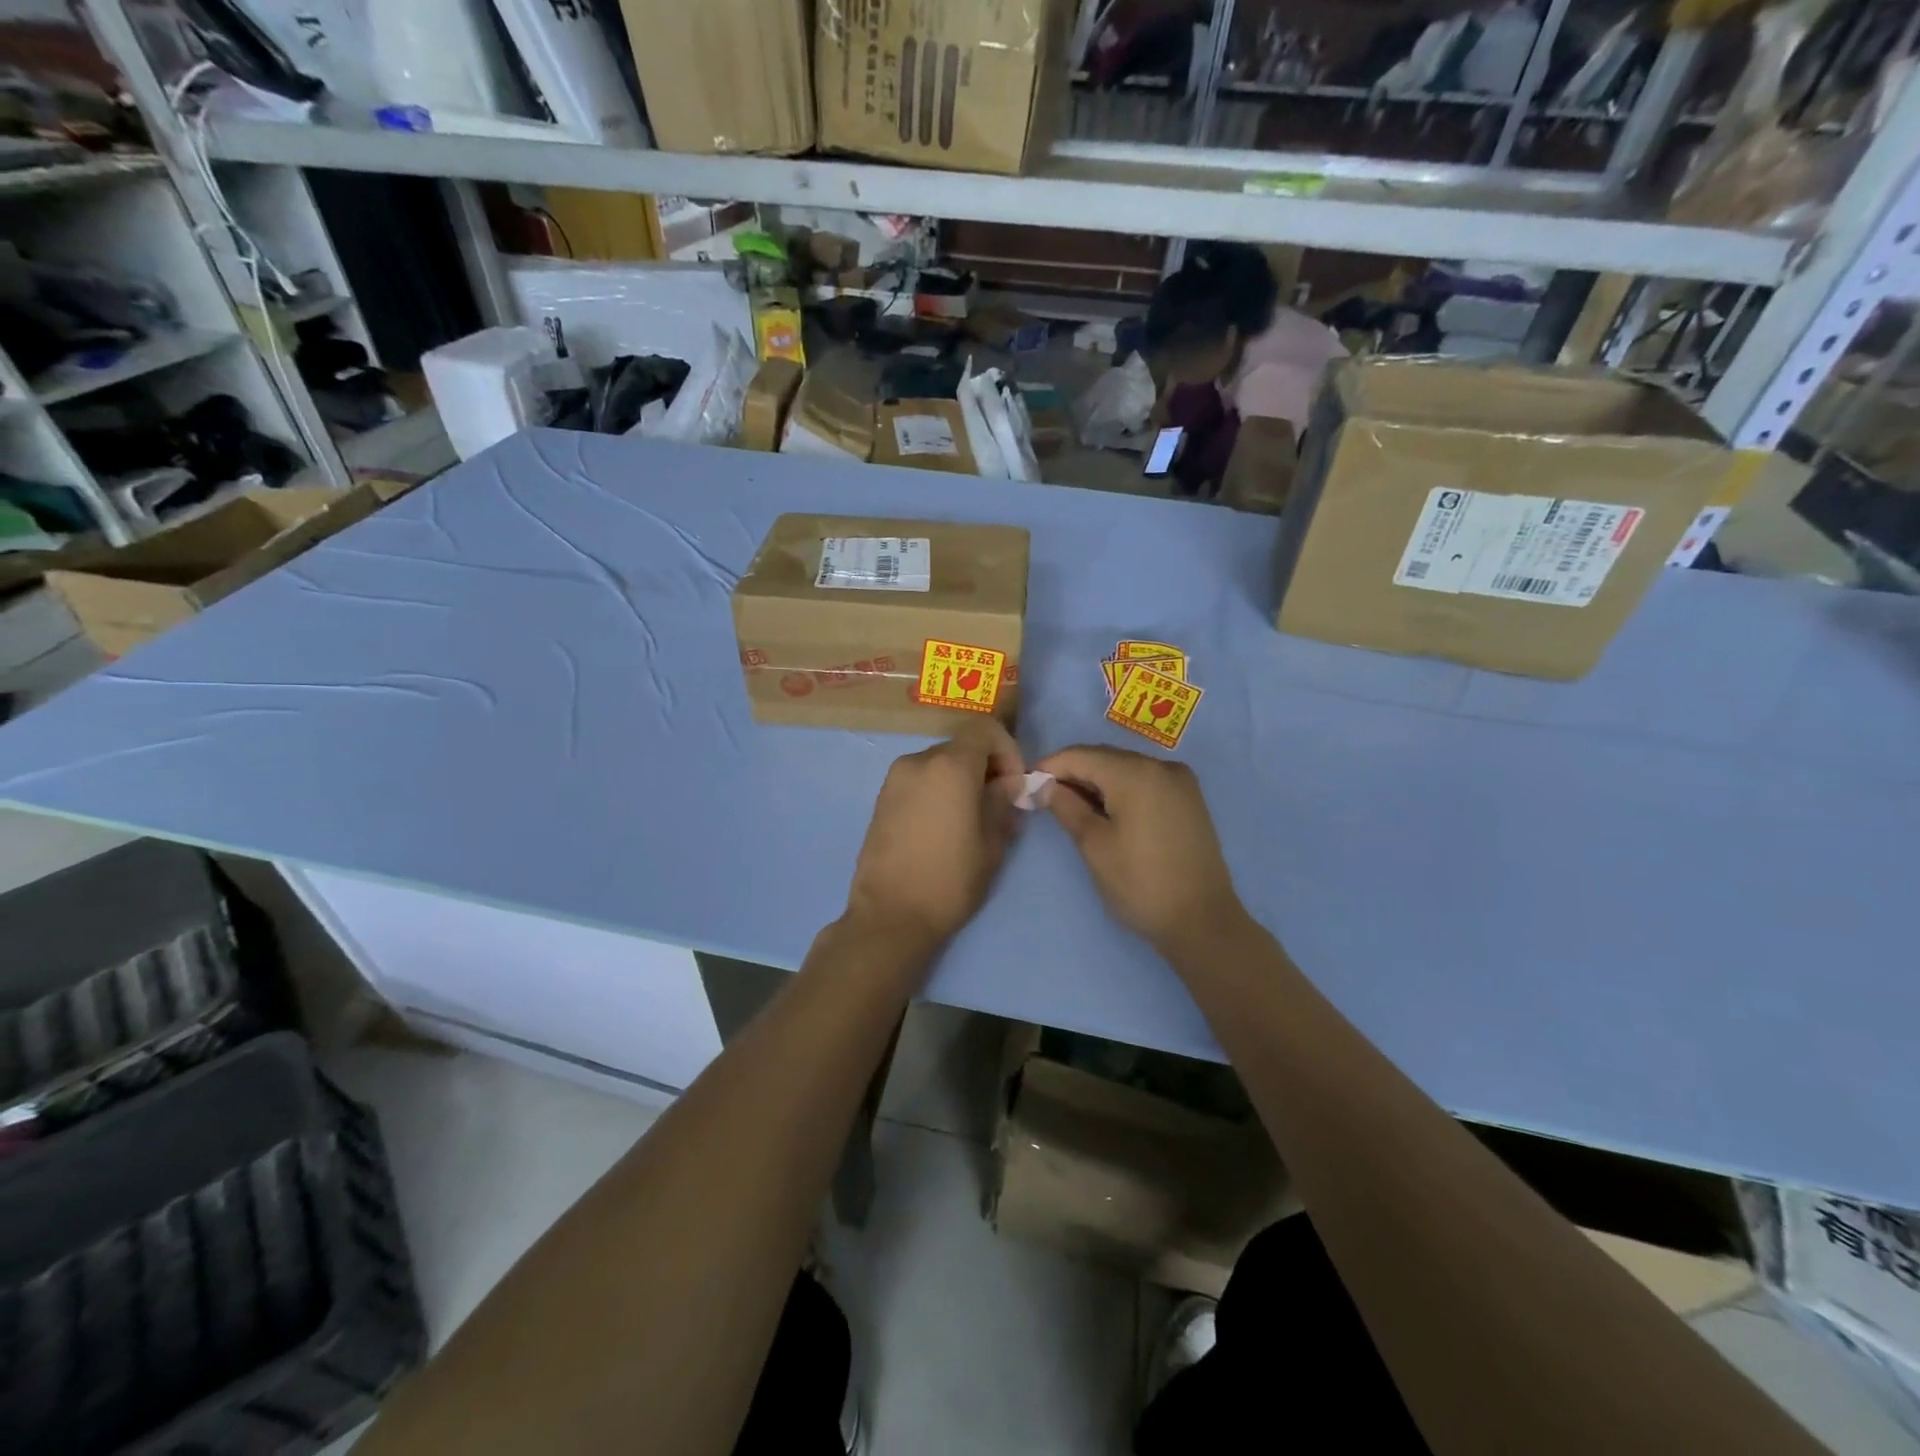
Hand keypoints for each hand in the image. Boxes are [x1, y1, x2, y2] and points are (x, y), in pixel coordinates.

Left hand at [844, 720, 1024, 951]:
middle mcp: (918, 762)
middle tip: (998, 804)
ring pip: (938, 765)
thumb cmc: (949, 880)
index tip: (1014, 782)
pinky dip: (937, 790)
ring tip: (971, 819)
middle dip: (985, 767)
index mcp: (950, 766)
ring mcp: (894, 780)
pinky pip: (918, 781)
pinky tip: (943, 827)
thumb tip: (1007, 784)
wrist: (890, 916)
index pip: (984, 730)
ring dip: (960, 780)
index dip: (1007, 749)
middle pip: (960, 747)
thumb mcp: (990, 844)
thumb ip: (1001, 803)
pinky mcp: (881, 800)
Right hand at [1036, 745, 1248, 956]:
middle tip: (1044, 799)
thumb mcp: (1094, 846)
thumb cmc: (1140, 884)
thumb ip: (1066, 807)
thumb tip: (1042, 786)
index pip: (1080, 755)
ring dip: (1096, 782)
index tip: (1026, 785)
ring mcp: (1180, 781)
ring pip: (1125, 768)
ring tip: (1072, 808)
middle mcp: (1161, 766)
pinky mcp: (1189, 799)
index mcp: (1136, 773)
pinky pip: (1145, 782)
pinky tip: (1106, 812)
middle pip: (1105, 757)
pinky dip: (1121, 790)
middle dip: (1073, 773)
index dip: (1050, 767)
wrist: (1203, 921)